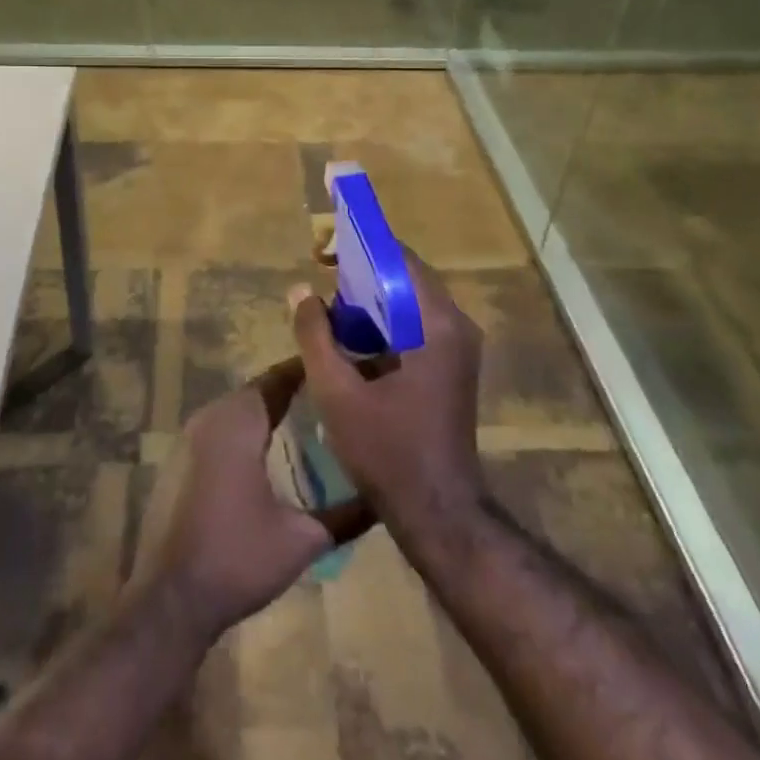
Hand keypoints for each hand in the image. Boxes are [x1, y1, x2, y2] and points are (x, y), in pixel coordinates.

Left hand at [129, 359, 371, 642]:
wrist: (169, 599)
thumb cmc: (237, 559)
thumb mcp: (302, 540)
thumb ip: (346, 515)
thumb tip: (384, 499)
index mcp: (238, 421)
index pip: (279, 378)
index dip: (310, 371)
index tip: (342, 369)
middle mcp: (210, 416)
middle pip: (259, 390)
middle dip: (294, 390)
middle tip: (334, 396)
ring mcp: (189, 437)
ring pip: (239, 409)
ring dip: (270, 410)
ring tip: (311, 418)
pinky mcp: (180, 460)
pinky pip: (221, 428)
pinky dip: (248, 429)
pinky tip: (272, 451)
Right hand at [291, 251, 484, 546]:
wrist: (438, 513)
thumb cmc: (388, 451)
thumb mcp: (338, 392)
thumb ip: (315, 336)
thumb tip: (300, 291)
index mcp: (437, 324)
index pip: (400, 259)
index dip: (359, 247)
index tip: (322, 251)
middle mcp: (456, 327)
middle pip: (407, 278)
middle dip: (362, 273)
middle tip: (321, 276)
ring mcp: (459, 349)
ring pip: (411, 303)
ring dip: (372, 299)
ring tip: (330, 308)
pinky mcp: (453, 368)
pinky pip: (417, 327)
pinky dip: (386, 323)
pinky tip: (353, 340)